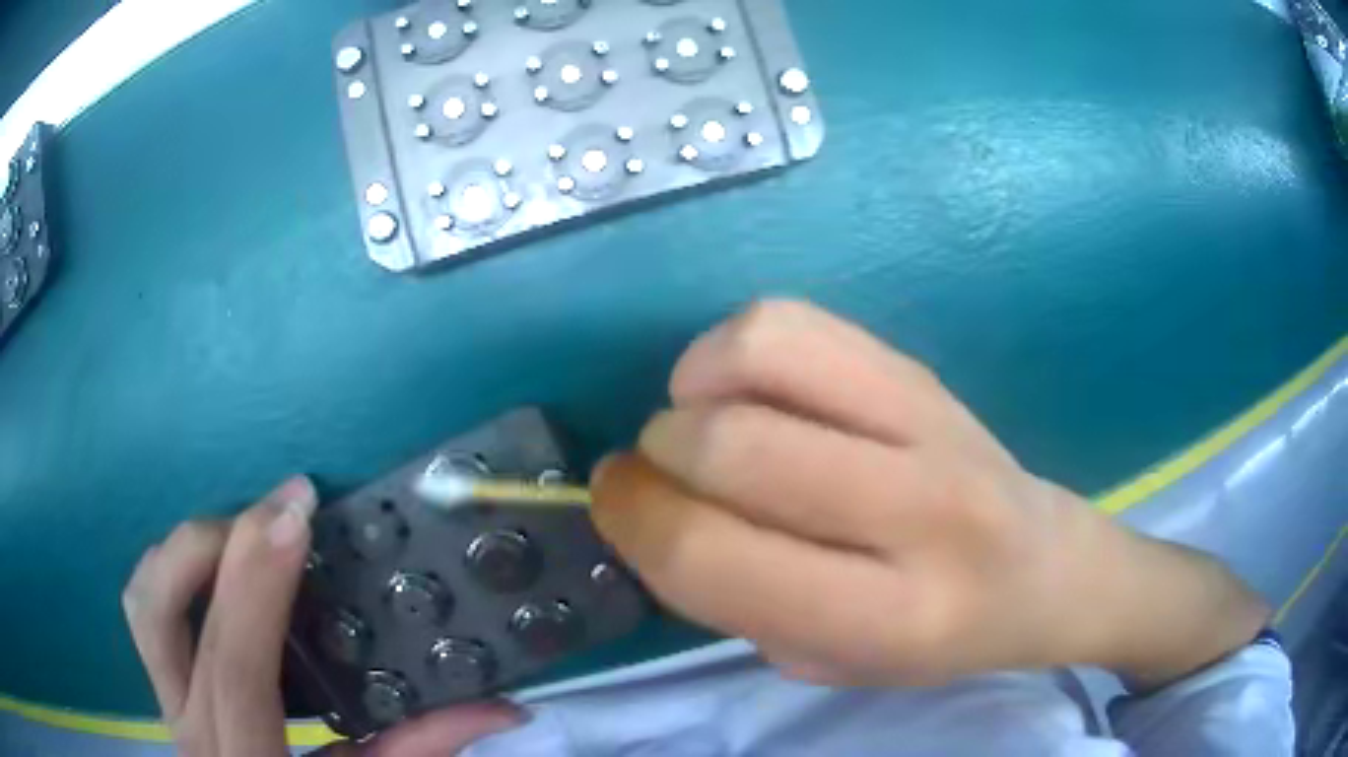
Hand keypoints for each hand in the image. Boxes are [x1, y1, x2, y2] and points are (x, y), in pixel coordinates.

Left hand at [122, 476, 522, 755]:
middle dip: (211, 545)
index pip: (237, 668)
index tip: (296, 514)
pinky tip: (218, 572)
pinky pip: (147, 610)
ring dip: (184, 551)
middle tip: (270, 519)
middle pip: (161, 612)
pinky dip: (173, 571)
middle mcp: (192, 730)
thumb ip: (419, 752)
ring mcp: (168, 706)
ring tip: (242, 535)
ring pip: (142, 601)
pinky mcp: (165, 692)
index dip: (258, 586)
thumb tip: (502, 707)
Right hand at [592, 301, 1268, 689]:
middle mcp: (921, 513)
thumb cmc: (936, 636)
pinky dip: (733, 347)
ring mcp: (929, 420)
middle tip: (655, 475)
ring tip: (699, 424)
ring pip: (761, 357)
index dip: (635, 525)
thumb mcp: (833, 665)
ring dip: (690, 393)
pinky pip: (794, 320)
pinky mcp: (920, 369)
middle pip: (730, 450)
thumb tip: (656, 514)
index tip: (612, 506)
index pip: (715, 559)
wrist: (1044, 569)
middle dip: (654, 459)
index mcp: (893, 619)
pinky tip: (742, 385)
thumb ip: (738, 603)